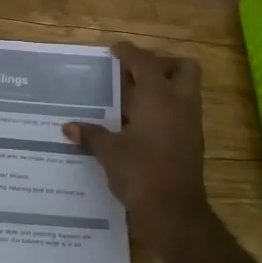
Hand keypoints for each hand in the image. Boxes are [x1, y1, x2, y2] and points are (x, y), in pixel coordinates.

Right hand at [65, 41, 208, 245]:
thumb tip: (69, 127)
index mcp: (158, 97)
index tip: (115, 49)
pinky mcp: (192, 142)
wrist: (174, 213)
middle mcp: (179, 104)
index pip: (146, 62)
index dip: (130, 52)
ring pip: (186, 90)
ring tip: (135, 97)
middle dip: (162, 64)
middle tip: (136, 73)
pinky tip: (141, 123)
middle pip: (183, 68)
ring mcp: (190, 123)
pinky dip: (165, 109)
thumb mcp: (109, 153)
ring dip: (165, 87)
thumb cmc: (140, 173)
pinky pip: (182, 112)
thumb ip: (91, 135)